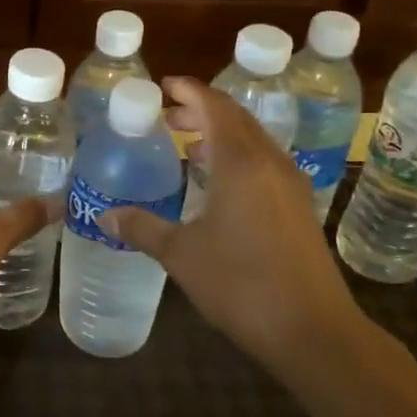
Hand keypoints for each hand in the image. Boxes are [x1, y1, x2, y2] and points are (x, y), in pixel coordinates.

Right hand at [105, 77, 360, 373]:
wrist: (313, 330)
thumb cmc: (242, 284)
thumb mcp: (181, 254)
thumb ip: (142, 228)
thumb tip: (104, 216)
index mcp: (241, 163)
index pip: (214, 107)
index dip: (189, 90)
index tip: (163, 85)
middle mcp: (270, 163)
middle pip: (236, 119)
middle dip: (201, 110)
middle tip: (167, 118)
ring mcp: (290, 185)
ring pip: (253, 140)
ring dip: (221, 133)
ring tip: (188, 146)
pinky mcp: (299, 208)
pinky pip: (264, 163)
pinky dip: (237, 157)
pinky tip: (219, 183)